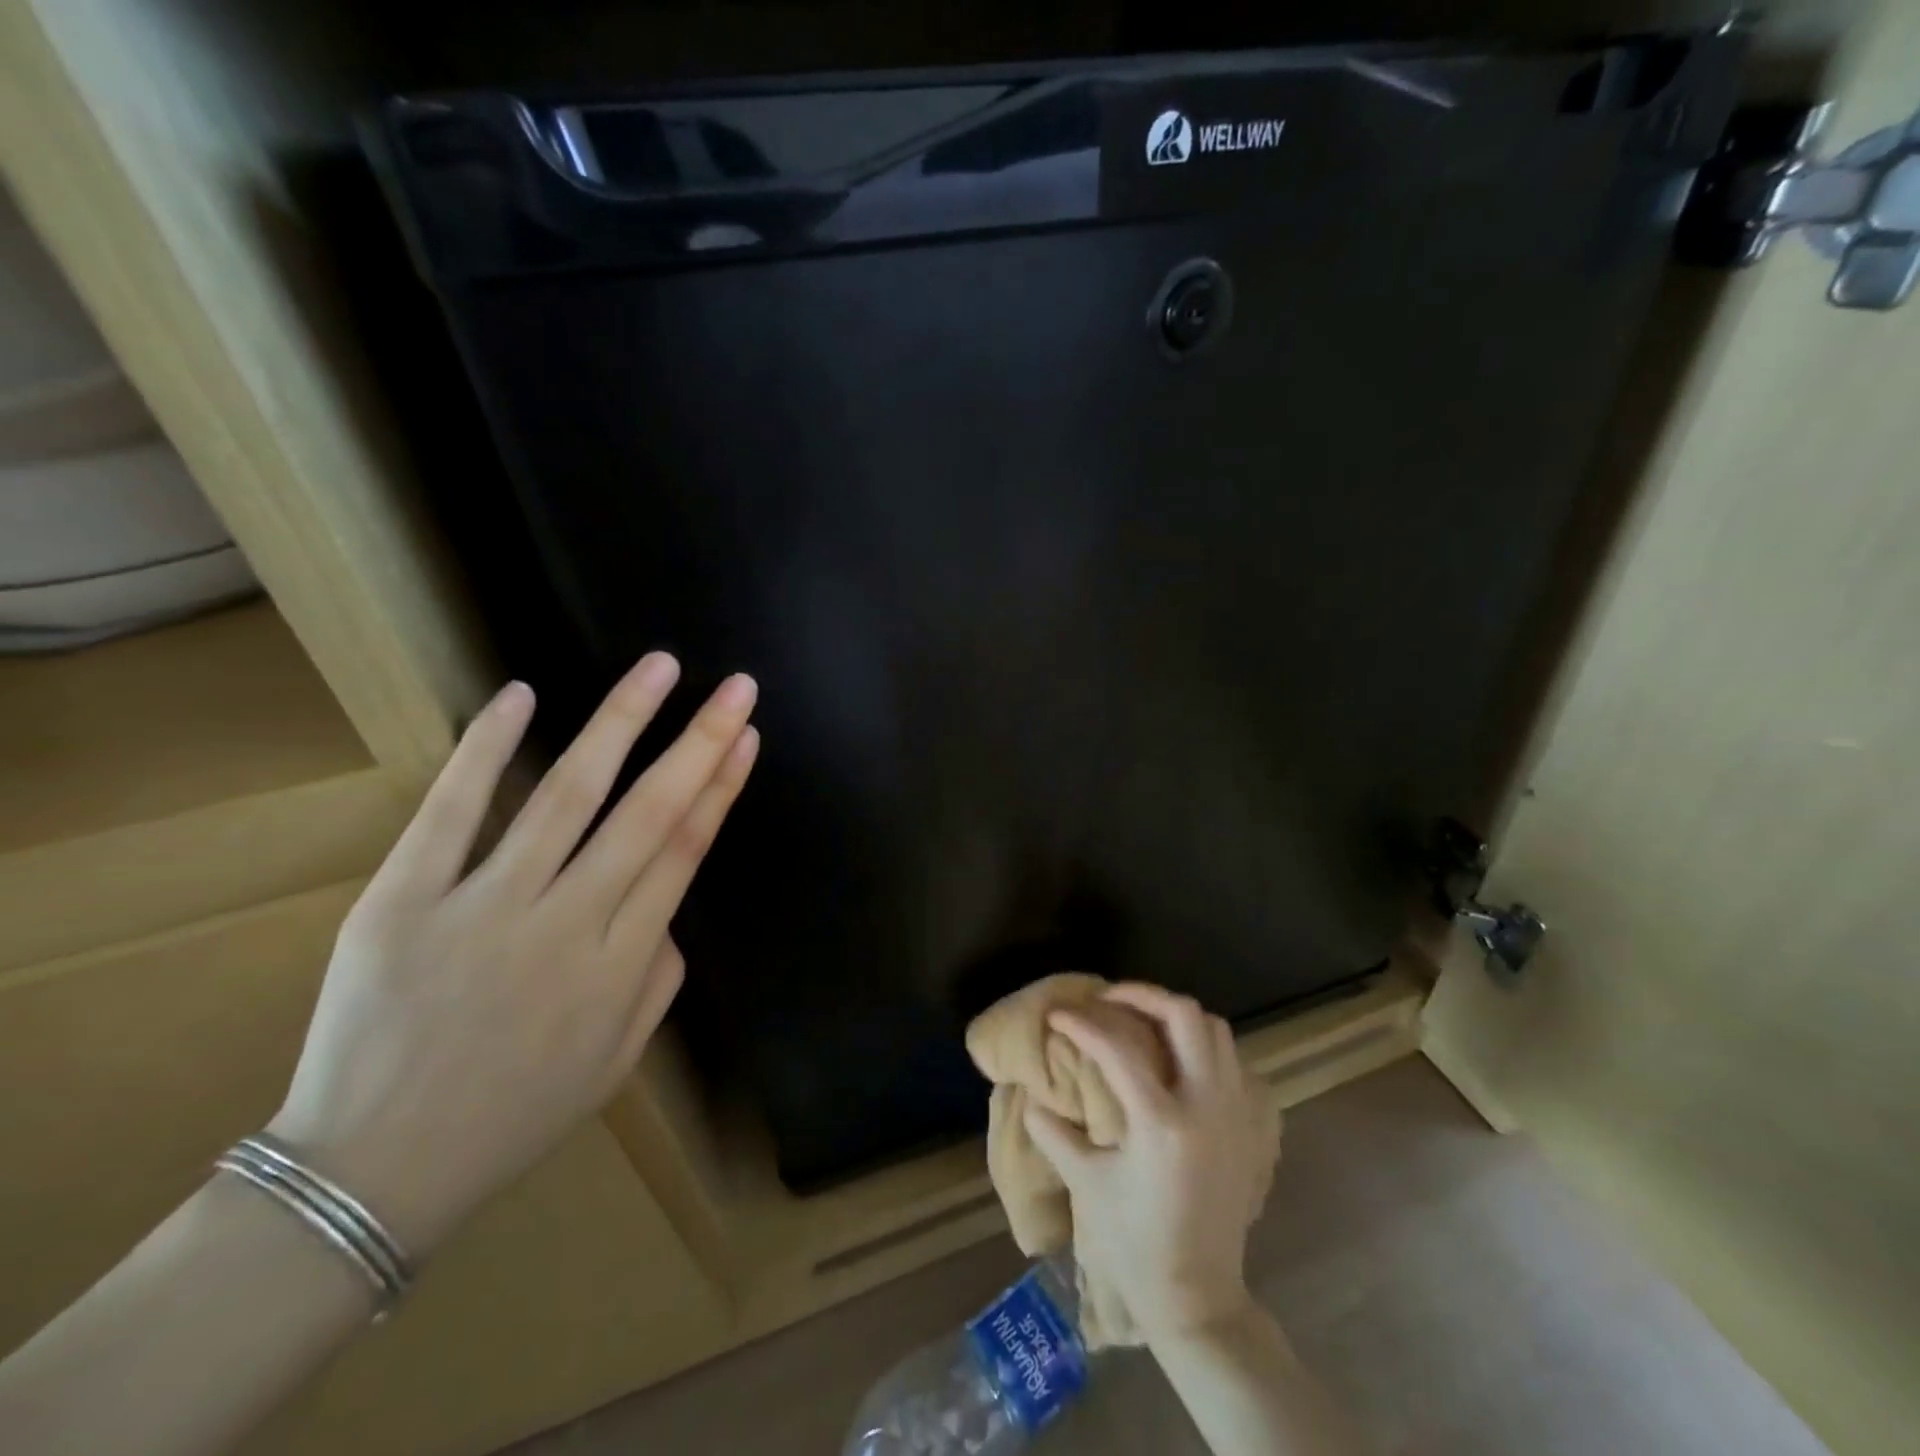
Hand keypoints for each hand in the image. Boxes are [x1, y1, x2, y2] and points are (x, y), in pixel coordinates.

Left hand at [268, 654, 758, 1254]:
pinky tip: (522, 696)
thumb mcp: (620, 1059)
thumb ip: (660, 976)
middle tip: (737, 685)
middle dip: (700, 740)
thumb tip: (663, 903)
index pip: (685, 851)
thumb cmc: (516, 1113)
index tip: (745, 735)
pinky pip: (452, 814)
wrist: (375, 1174)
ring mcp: (483, 909)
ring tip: (659, 667)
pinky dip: (486, 750)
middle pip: (649, 813)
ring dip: (620, 722)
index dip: (721, 786)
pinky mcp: (402, 903)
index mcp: (622, 965)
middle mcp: (566, 925)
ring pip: (567, 796)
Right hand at [1024, 986, 1273, 1342]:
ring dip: (1176, 1016)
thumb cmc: (1135, 1243)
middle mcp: (1205, 1106)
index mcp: (1161, 1124)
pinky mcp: (1249, 1125)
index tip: (1058, 1014)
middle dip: (1142, 995)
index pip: (1117, 1048)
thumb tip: (1030, 1097)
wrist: (1198, 1296)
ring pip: (1216, 1031)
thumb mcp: (1086, 1184)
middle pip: (1185, 1016)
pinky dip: (1203, 1045)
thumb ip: (1054, 1133)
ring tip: (1141, 1021)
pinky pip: (1233, 1061)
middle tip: (1108, 999)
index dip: (1081, 1023)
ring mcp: (1235, 1113)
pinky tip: (1177, 1058)